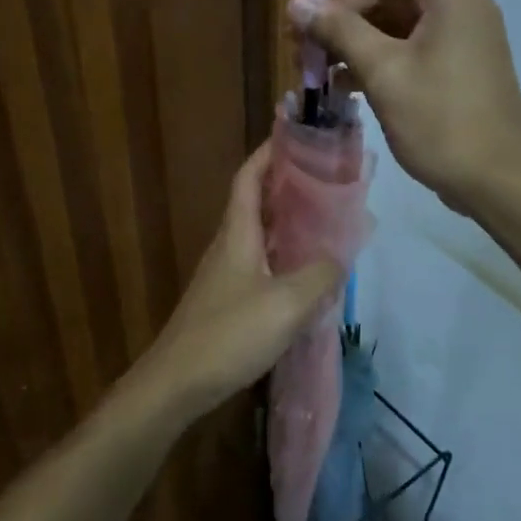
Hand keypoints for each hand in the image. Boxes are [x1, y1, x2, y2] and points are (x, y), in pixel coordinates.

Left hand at [134, 142, 344, 422]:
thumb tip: (343, 251)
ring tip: (325, 220)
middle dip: (286, 185)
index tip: (296, 137)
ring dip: (287, 222)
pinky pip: (260, 264)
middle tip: (326, 179)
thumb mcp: (287, 303)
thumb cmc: (229, 334)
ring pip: (258, 235)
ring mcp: (225, 275)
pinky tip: (306, 273)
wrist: (177, 384)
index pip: (248, 177)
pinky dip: (283, 256)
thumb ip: (320, 274)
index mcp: (237, 234)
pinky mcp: (227, 301)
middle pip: (255, 203)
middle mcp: (228, 246)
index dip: (268, 153)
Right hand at [288, 0, 520, 211]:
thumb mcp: (384, 72)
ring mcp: (458, 37)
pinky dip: (374, 58)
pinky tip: (340, 84)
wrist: (498, 180)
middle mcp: (457, 4)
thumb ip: (339, 31)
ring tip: (310, 65)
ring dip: (352, 38)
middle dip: (340, 10)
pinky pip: (407, 47)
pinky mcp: (454, 66)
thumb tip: (296, 3)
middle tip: (300, 39)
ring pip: (394, 20)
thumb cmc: (441, 120)